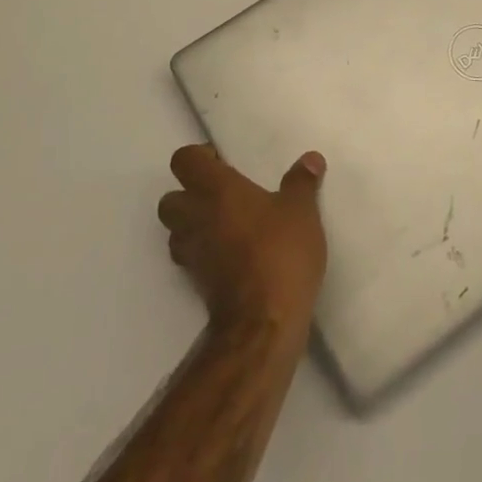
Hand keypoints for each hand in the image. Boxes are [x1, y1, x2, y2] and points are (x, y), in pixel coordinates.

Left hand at [157, 145, 327, 340]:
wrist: (263, 323)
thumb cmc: (280, 252)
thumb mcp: (301, 211)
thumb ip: (302, 182)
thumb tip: (310, 159)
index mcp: (215, 189)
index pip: (184, 161)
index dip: (199, 157)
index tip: (224, 162)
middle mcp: (195, 217)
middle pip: (170, 198)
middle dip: (189, 193)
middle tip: (223, 194)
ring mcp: (192, 253)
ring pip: (176, 230)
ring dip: (193, 224)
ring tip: (227, 224)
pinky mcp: (197, 283)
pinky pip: (191, 257)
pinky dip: (204, 252)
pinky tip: (233, 253)